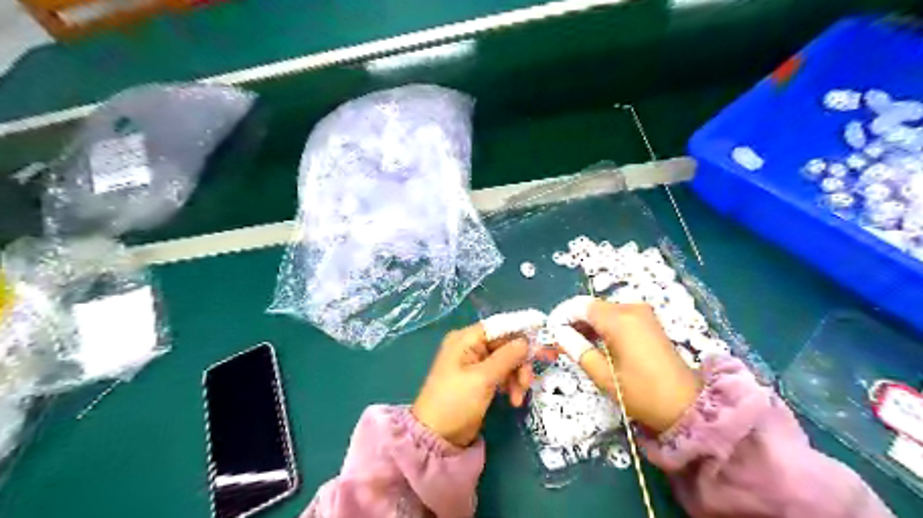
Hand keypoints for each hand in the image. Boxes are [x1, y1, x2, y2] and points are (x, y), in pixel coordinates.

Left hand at [412, 326, 533, 446]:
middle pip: (505, 344)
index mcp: (466, 339)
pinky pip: (501, 373)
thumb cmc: (456, 402)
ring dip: (517, 376)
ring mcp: (474, 363)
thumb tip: (526, 341)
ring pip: (507, 360)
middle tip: (529, 381)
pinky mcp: (479, 379)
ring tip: (519, 397)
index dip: (522, 330)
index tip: (544, 337)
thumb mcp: (483, 378)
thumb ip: (507, 357)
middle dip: (520, 362)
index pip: (499, 326)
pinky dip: (510, 384)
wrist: (436, 437)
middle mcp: (470, 346)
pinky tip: (514, 400)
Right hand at [555, 298, 700, 435]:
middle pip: (591, 307)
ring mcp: (642, 314)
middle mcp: (631, 309)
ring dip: (586, 326)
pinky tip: (594, 345)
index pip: (580, 306)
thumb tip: (558, 333)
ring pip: (603, 312)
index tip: (550, 333)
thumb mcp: (604, 376)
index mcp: (619, 320)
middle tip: (558, 344)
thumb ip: (578, 350)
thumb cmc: (642, 393)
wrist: (687, 406)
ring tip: (573, 347)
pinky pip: (617, 317)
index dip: (561, 316)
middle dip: (572, 322)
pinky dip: (602, 328)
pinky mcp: (648, 322)